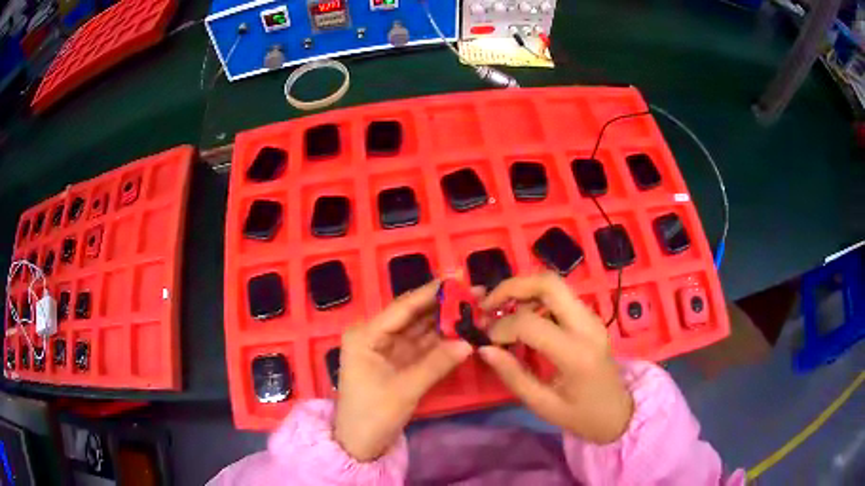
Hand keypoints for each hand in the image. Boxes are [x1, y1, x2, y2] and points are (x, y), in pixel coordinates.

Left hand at [334, 280, 472, 461]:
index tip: (459, 278)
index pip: (403, 307)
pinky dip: (443, 341)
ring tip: (476, 310)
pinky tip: (464, 332)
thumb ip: (437, 363)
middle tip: (476, 294)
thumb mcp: (405, 389)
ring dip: (447, 322)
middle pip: (414, 315)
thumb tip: (470, 341)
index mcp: (366, 335)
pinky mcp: (399, 363)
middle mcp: (375, 336)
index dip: (432, 292)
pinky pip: (424, 347)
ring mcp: (388, 349)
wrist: (360, 444)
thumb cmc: (373, 415)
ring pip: (421, 330)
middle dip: (444, 306)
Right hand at [478, 273, 633, 443]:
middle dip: (512, 286)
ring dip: (522, 290)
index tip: (486, 340)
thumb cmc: (581, 415)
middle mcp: (587, 326)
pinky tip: (520, 316)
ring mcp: (591, 318)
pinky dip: (534, 298)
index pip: (531, 323)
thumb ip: (513, 375)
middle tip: (488, 304)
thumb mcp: (543, 405)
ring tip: (499, 309)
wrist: (617, 412)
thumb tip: (484, 349)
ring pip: (554, 284)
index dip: (501, 327)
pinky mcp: (590, 318)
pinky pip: (560, 296)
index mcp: (576, 354)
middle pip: (548, 283)